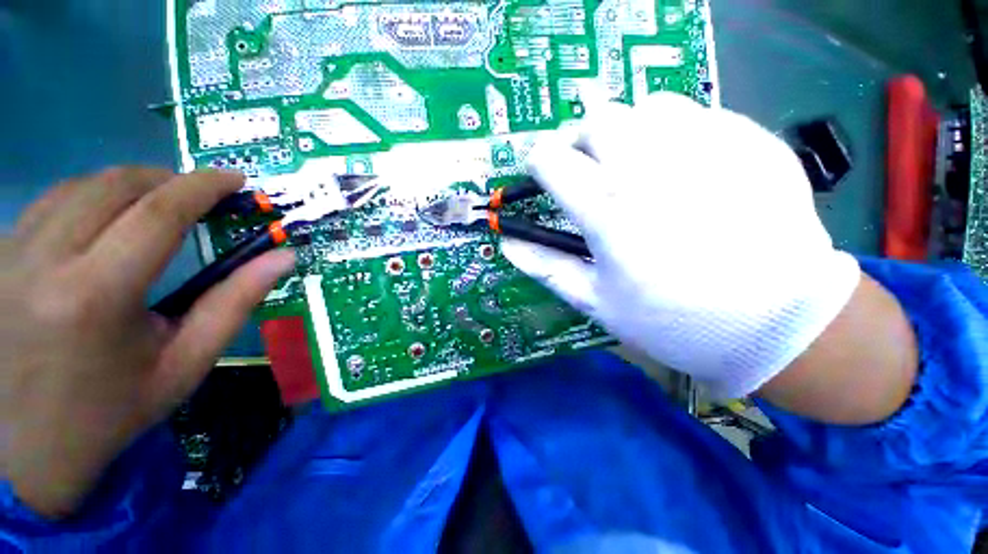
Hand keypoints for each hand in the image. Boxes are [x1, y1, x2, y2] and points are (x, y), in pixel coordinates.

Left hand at [1, 168, 294, 517]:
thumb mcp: (185, 363)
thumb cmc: (111, 412)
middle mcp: (42, 262)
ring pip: (76, 186)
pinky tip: (104, 224)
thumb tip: (282, 258)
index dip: (203, 186)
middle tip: (199, 195)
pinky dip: (88, 200)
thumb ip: (235, 302)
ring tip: (157, 205)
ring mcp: (7, 255)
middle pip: (113, 185)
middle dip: (166, 179)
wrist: (26, 451)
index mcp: (95, 295)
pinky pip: (47, 205)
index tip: (236, 179)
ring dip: (127, 186)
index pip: (159, 212)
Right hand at [503, 92, 861, 398]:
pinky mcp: (750, 141)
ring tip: (636, 166)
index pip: (550, 158)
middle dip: (580, 142)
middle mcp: (650, 166)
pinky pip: (697, 114)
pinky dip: (676, 133)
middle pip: (595, 120)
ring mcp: (707, 146)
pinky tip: (686, 167)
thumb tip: (508, 245)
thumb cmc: (673, 321)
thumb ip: (548, 268)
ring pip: (646, 106)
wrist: (777, 324)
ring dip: (628, 132)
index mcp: (608, 210)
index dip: (537, 164)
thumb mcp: (597, 302)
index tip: (542, 177)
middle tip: (589, 172)